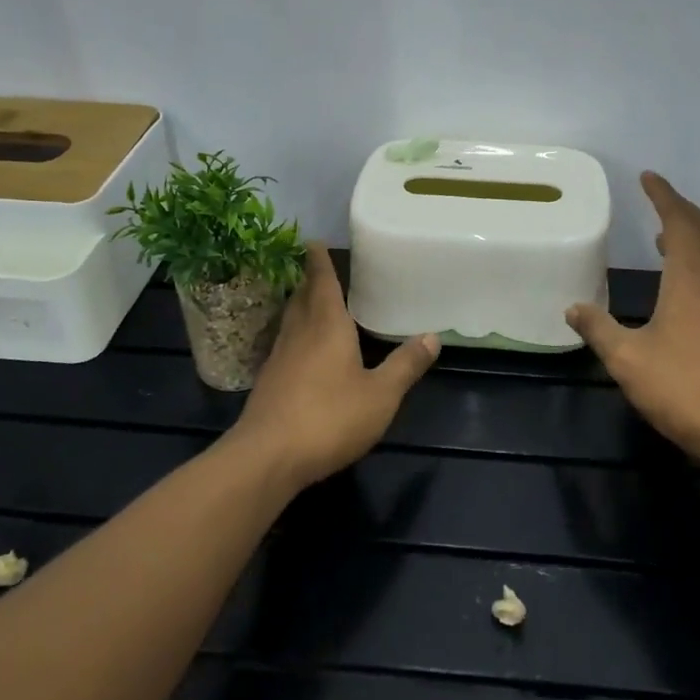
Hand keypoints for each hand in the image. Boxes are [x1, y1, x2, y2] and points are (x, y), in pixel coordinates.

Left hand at [231, 243, 439, 488]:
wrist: (267, 458)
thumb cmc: (329, 418)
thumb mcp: (381, 395)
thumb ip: (405, 365)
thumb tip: (432, 336)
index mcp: (327, 326)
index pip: (322, 283)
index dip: (319, 261)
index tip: (313, 241)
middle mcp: (299, 334)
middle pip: (302, 298)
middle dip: (309, 281)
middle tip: (317, 268)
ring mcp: (279, 360)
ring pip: (290, 321)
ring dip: (300, 306)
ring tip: (311, 302)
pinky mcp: (268, 384)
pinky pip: (284, 345)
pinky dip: (295, 335)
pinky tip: (301, 350)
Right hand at [566, 172, 699, 467]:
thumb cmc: (683, 388)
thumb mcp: (627, 359)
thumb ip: (598, 329)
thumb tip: (573, 308)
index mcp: (690, 280)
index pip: (678, 222)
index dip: (663, 196)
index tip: (648, 177)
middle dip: (681, 207)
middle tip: (657, 197)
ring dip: (692, 234)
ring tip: (662, 237)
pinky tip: (682, 284)